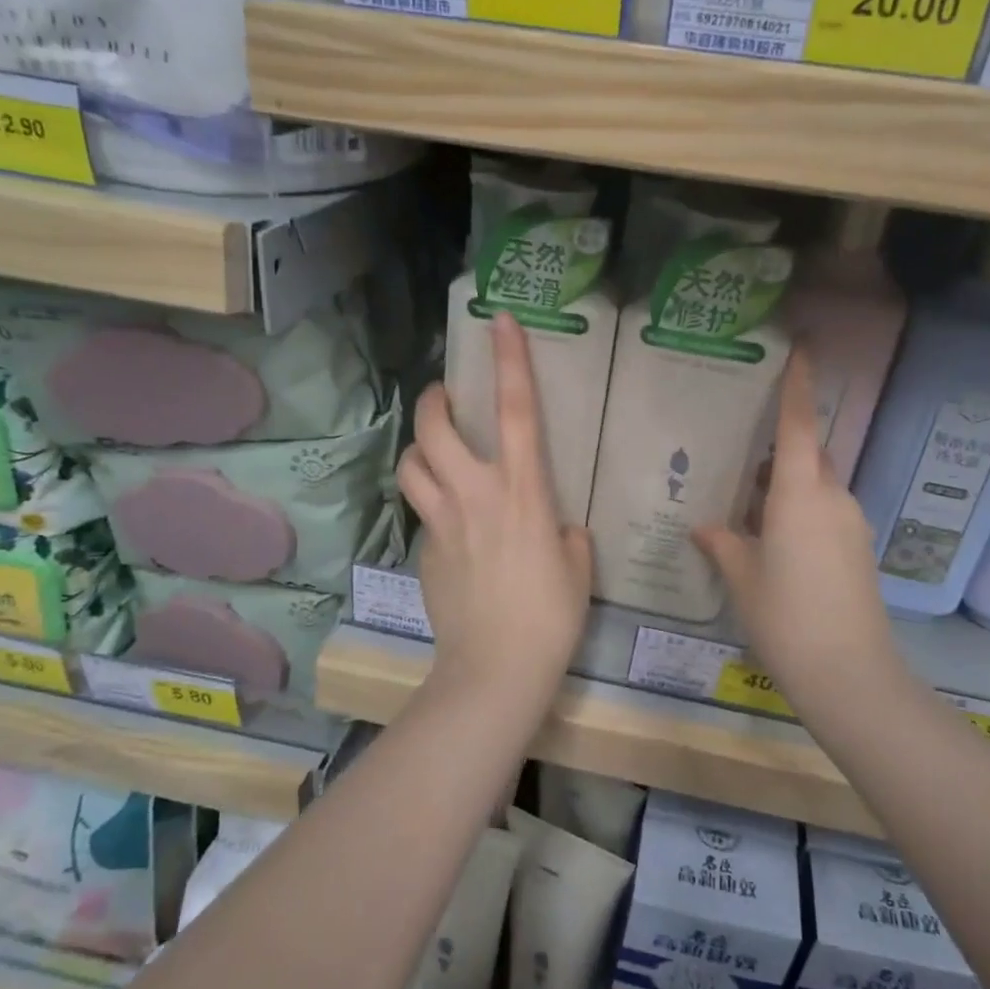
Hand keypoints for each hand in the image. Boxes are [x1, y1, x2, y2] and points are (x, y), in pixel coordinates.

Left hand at [397, 312, 591, 695]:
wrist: (496, 668)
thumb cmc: (550, 616)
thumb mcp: (577, 567)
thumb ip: (565, 534)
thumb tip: (554, 527)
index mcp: (523, 491)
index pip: (516, 410)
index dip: (509, 360)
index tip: (499, 321)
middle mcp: (476, 494)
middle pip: (436, 426)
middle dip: (435, 400)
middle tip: (446, 400)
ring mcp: (442, 521)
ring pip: (412, 463)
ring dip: (421, 448)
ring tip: (436, 454)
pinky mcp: (423, 549)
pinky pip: (420, 509)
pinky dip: (429, 500)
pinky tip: (448, 520)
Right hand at [695, 350, 900, 704]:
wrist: (849, 674)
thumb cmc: (786, 616)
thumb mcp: (743, 578)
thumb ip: (723, 544)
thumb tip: (704, 527)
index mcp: (800, 494)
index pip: (799, 425)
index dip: (798, 386)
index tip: (801, 349)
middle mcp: (833, 498)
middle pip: (809, 456)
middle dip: (782, 449)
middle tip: (743, 456)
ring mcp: (851, 525)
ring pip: (818, 487)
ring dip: (788, 486)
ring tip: (749, 505)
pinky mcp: (858, 551)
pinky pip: (826, 513)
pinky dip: (800, 512)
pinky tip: (773, 541)